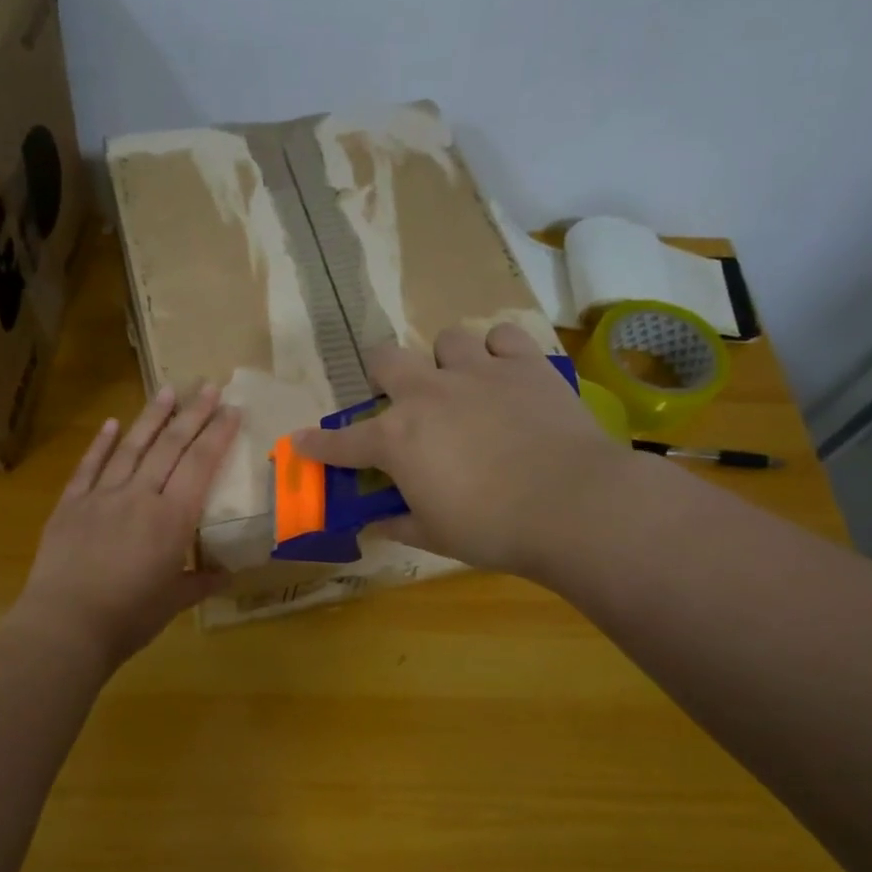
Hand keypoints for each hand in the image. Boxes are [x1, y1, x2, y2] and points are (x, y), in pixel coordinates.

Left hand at [13, 383, 240, 668]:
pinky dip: (101, 443)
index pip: (201, 464)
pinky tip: (112, 423)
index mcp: (172, 518)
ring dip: (151, 417)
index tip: (232, 408)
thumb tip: (225, 576)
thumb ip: (200, 583)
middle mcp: (140, 496)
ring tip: (167, 390)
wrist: (66, 625)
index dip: (218, 434)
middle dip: (192, 414)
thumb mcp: (173, 602)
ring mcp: (102, 496)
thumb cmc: (129, 617)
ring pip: (132, 447)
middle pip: (170, 446)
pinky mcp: (71, 504)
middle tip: (208, 385)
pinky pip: (89, 467)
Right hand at [293, 324, 632, 577]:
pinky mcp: (525, 364)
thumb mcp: (435, 535)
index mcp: (396, 439)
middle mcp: (427, 394)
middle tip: (400, 399)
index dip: (315, 445)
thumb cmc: (493, 529)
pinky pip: (502, 335)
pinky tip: (505, 375)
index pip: (341, 443)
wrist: (573, 505)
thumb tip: (374, 525)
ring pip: (446, 339)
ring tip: (463, 385)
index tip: (299, 442)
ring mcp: (477, 372)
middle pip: (385, 359)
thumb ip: (397, 523)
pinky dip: (498, 352)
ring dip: (446, 362)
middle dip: (383, 375)